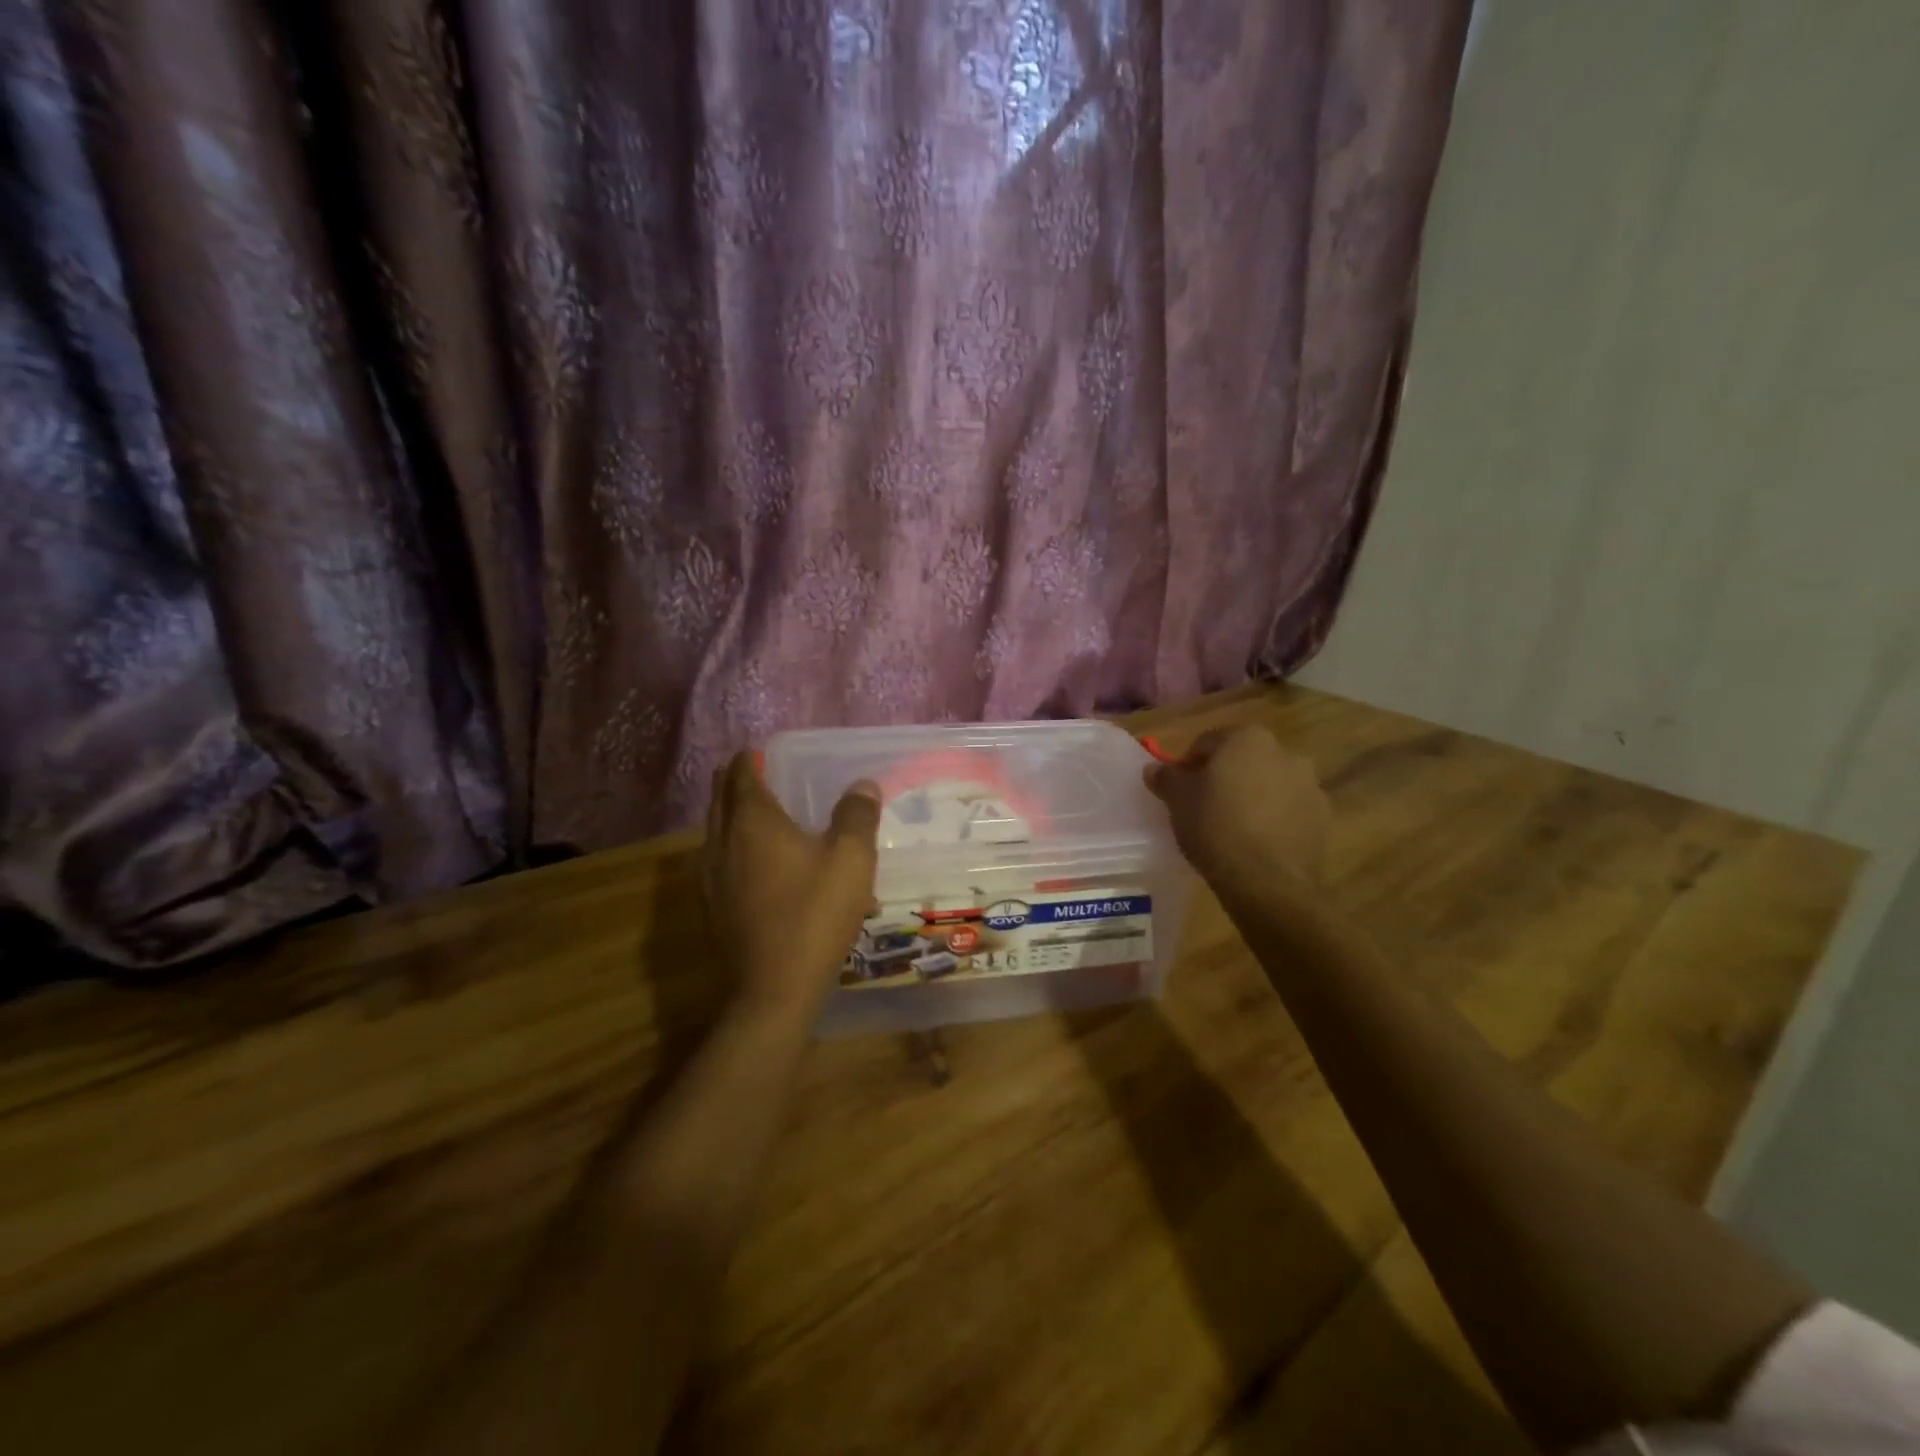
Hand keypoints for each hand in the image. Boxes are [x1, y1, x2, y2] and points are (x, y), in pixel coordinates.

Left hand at [702, 751, 882, 1017]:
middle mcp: (722, 842)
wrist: (773, 989)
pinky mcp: (712, 908)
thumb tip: (861, 784)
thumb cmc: (814, 914)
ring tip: (755, 814)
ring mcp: (710, 878)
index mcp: (752, 822)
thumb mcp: (851, 859)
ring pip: (715, 831)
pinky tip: (753, 864)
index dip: (748, 760)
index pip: (740, 775)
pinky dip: (732, 847)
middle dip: (734, 782)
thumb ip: (857, 816)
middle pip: (720, 800)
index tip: (756, 752)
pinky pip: (717, 861)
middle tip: (753, 774)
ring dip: (730, 815)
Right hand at [1144, 725, 1330, 894]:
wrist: (1267, 880)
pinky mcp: (1323, 817)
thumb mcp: (1178, 801)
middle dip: (1225, 777)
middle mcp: (1285, 751)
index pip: (1208, 742)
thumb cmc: (1215, 827)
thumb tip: (1154, 769)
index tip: (1179, 789)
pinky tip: (1256, 842)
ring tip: (1233, 827)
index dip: (1189, 764)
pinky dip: (1273, 818)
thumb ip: (1166, 778)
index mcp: (1247, 738)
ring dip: (1253, 796)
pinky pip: (1289, 810)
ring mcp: (1309, 785)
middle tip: (1204, 805)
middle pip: (1243, 760)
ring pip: (1269, 784)